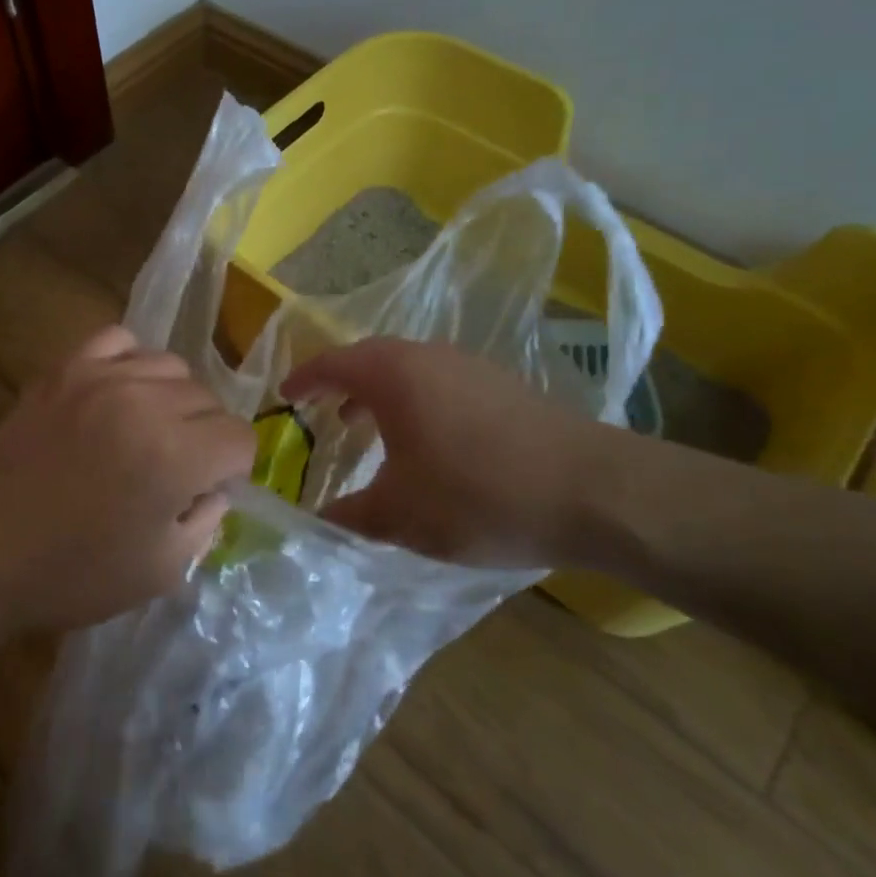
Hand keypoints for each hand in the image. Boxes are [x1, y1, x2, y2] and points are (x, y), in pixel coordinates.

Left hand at [0, 324, 255, 636]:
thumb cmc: (73, 574)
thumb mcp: (162, 571)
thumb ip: (207, 520)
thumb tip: (215, 486)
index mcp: (175, 456)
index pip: (239, 437)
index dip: (231, 469)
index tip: (204, 490)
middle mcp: (145, 403)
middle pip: (209, 400)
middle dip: (204, 436)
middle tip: (174, 468)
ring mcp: (101, 377)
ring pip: (172, 366)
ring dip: (172, 399)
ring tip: (146, 429)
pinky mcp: (66, 368)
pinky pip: (120, 340)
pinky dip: (131, 362)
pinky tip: (120, 393)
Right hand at [282, 338, 632, 570]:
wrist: (591, 490)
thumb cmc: (477, 494)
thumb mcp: (400, 515)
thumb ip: (349, 515)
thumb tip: (318, 519)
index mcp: (393, 374)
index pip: (332, 363)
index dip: (303, 379)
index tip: (284, 397)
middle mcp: (428, 357)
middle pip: (370, 359)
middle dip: (341, 384)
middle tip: (321, 412)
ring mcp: (470, 367)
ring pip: (408, 370)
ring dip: (380, 394)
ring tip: (366, 428)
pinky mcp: (502, 386)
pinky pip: (440, 383)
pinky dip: (416, 402)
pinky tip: (426, 442)